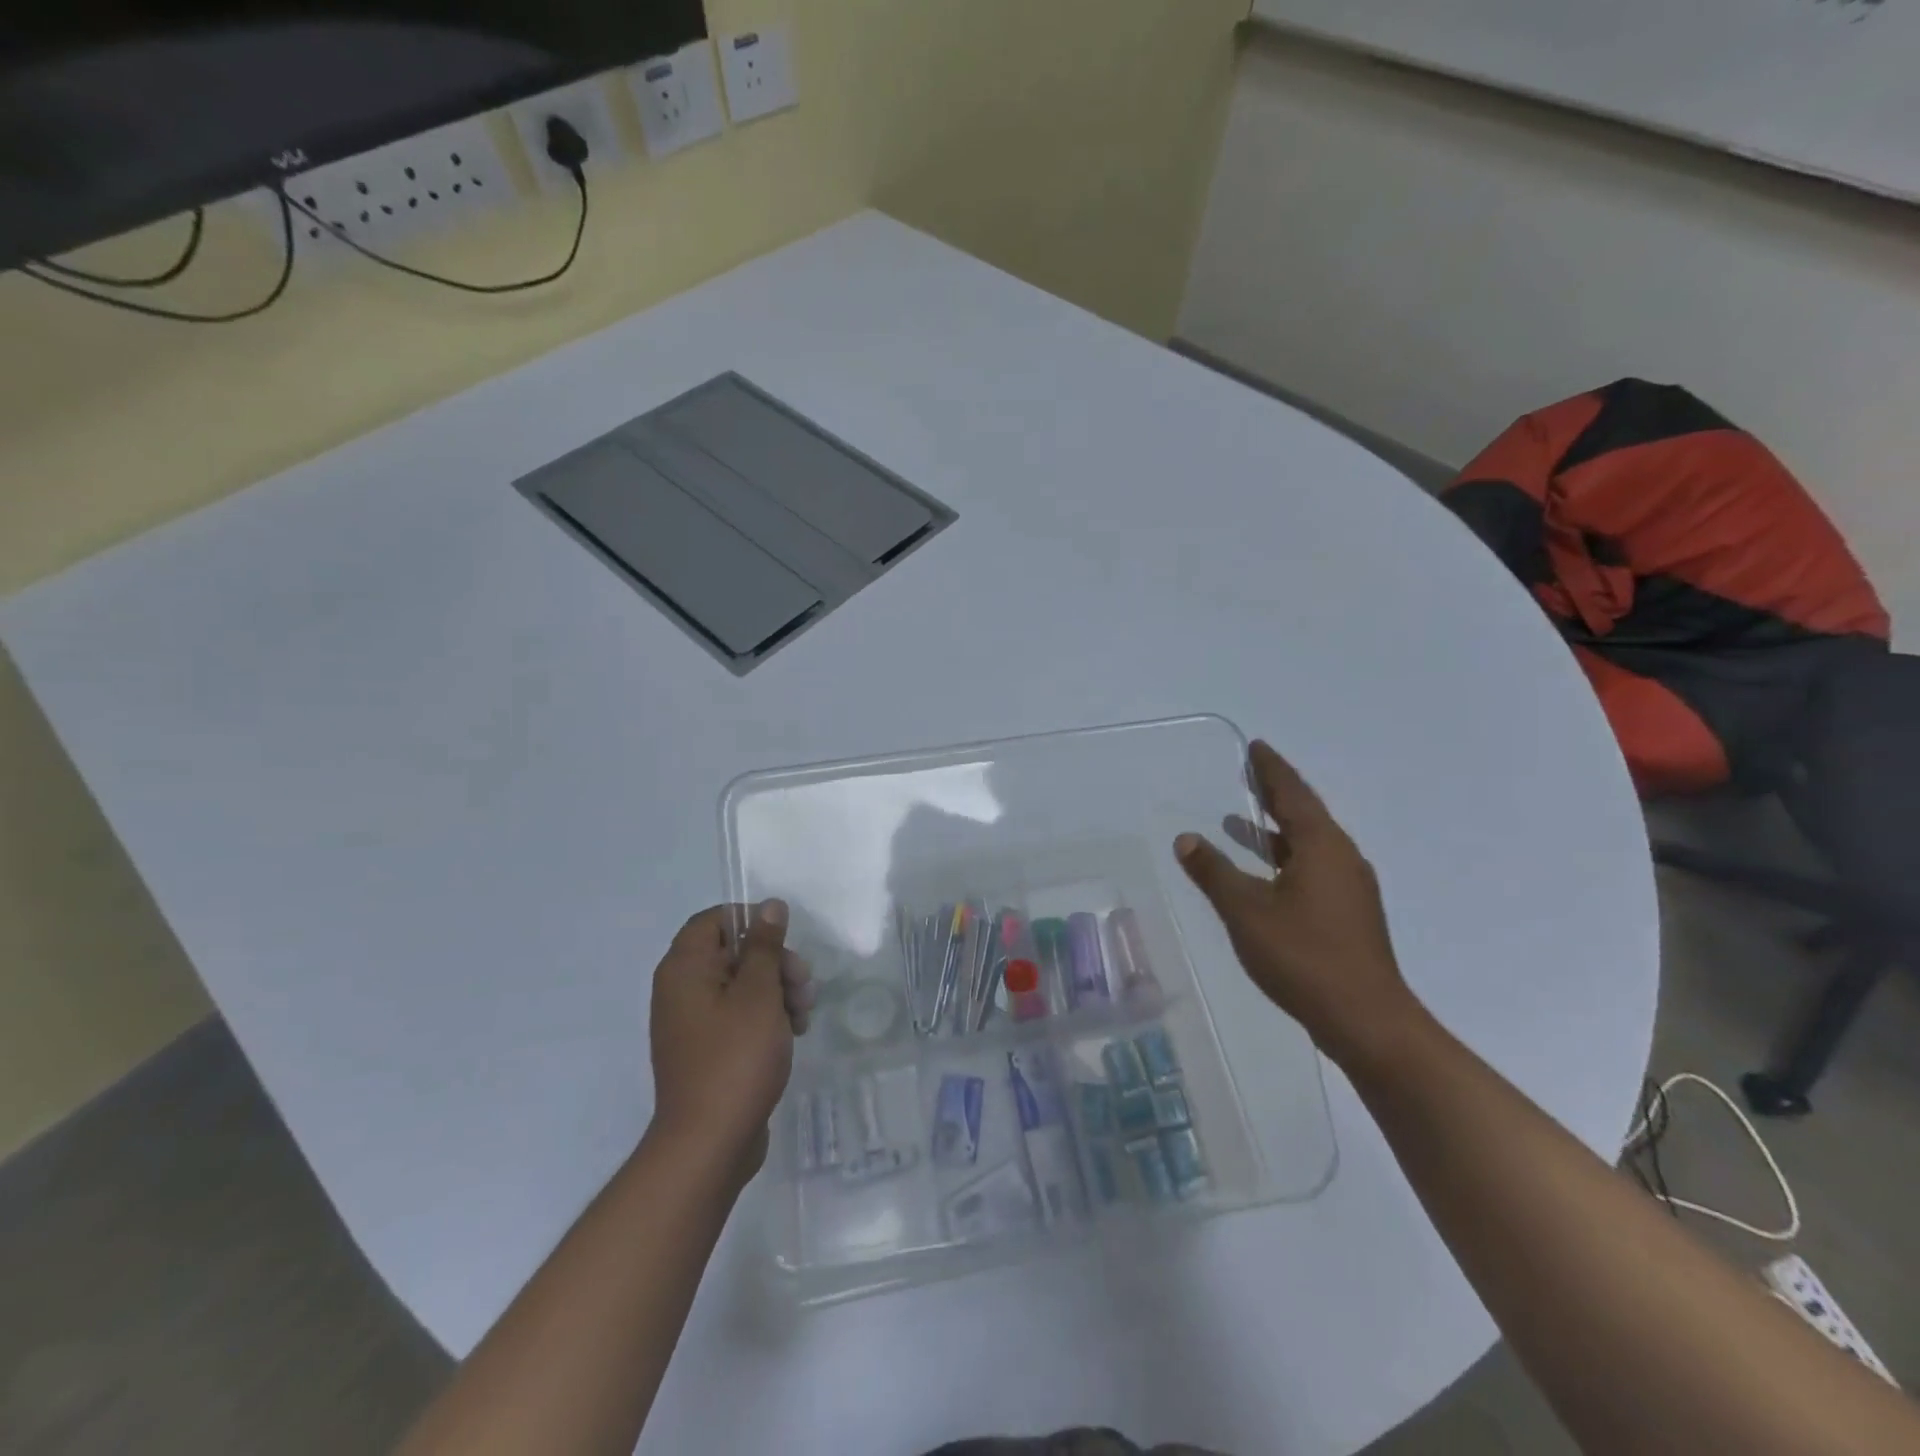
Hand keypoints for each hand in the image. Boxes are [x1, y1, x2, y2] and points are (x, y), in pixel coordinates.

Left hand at [647, 902, 813, 1179]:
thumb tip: (769, 906)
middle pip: (732, 952)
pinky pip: (739, 1015)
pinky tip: (793, 1032)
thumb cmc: (735, 1059)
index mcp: (684, 969)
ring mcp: (693, 1023)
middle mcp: (681, 990)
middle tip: (803, 984)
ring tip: (804, 1014)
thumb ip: (764, 946)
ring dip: (777, 990)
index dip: (751, 921)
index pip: (713, 920)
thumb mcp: (758, 994)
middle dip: (774, 962)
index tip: (784, 939)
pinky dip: (766, 1016)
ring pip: (742, 985)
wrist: (709, 1144)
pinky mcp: (708, 1050)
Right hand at [1175, 740, 1417, 1063]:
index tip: (1256, 747)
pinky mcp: (1349, 914)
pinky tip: (1263, 876)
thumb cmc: (1304, 956)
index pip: (1293, 794)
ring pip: (1308, 844)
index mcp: (1322, 846)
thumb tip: (1187, 839)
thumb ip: (1214, 872)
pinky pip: (1312, 868)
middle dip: (1274, 794)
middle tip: (1247, 775)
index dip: (1271, 769)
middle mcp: (1342, 858)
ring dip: (1275, 830)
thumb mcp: (1246, 911)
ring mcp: (1350, 888)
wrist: (1366, 1020)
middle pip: (1305, 814)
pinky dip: (1284, 858)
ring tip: (1239, 821)